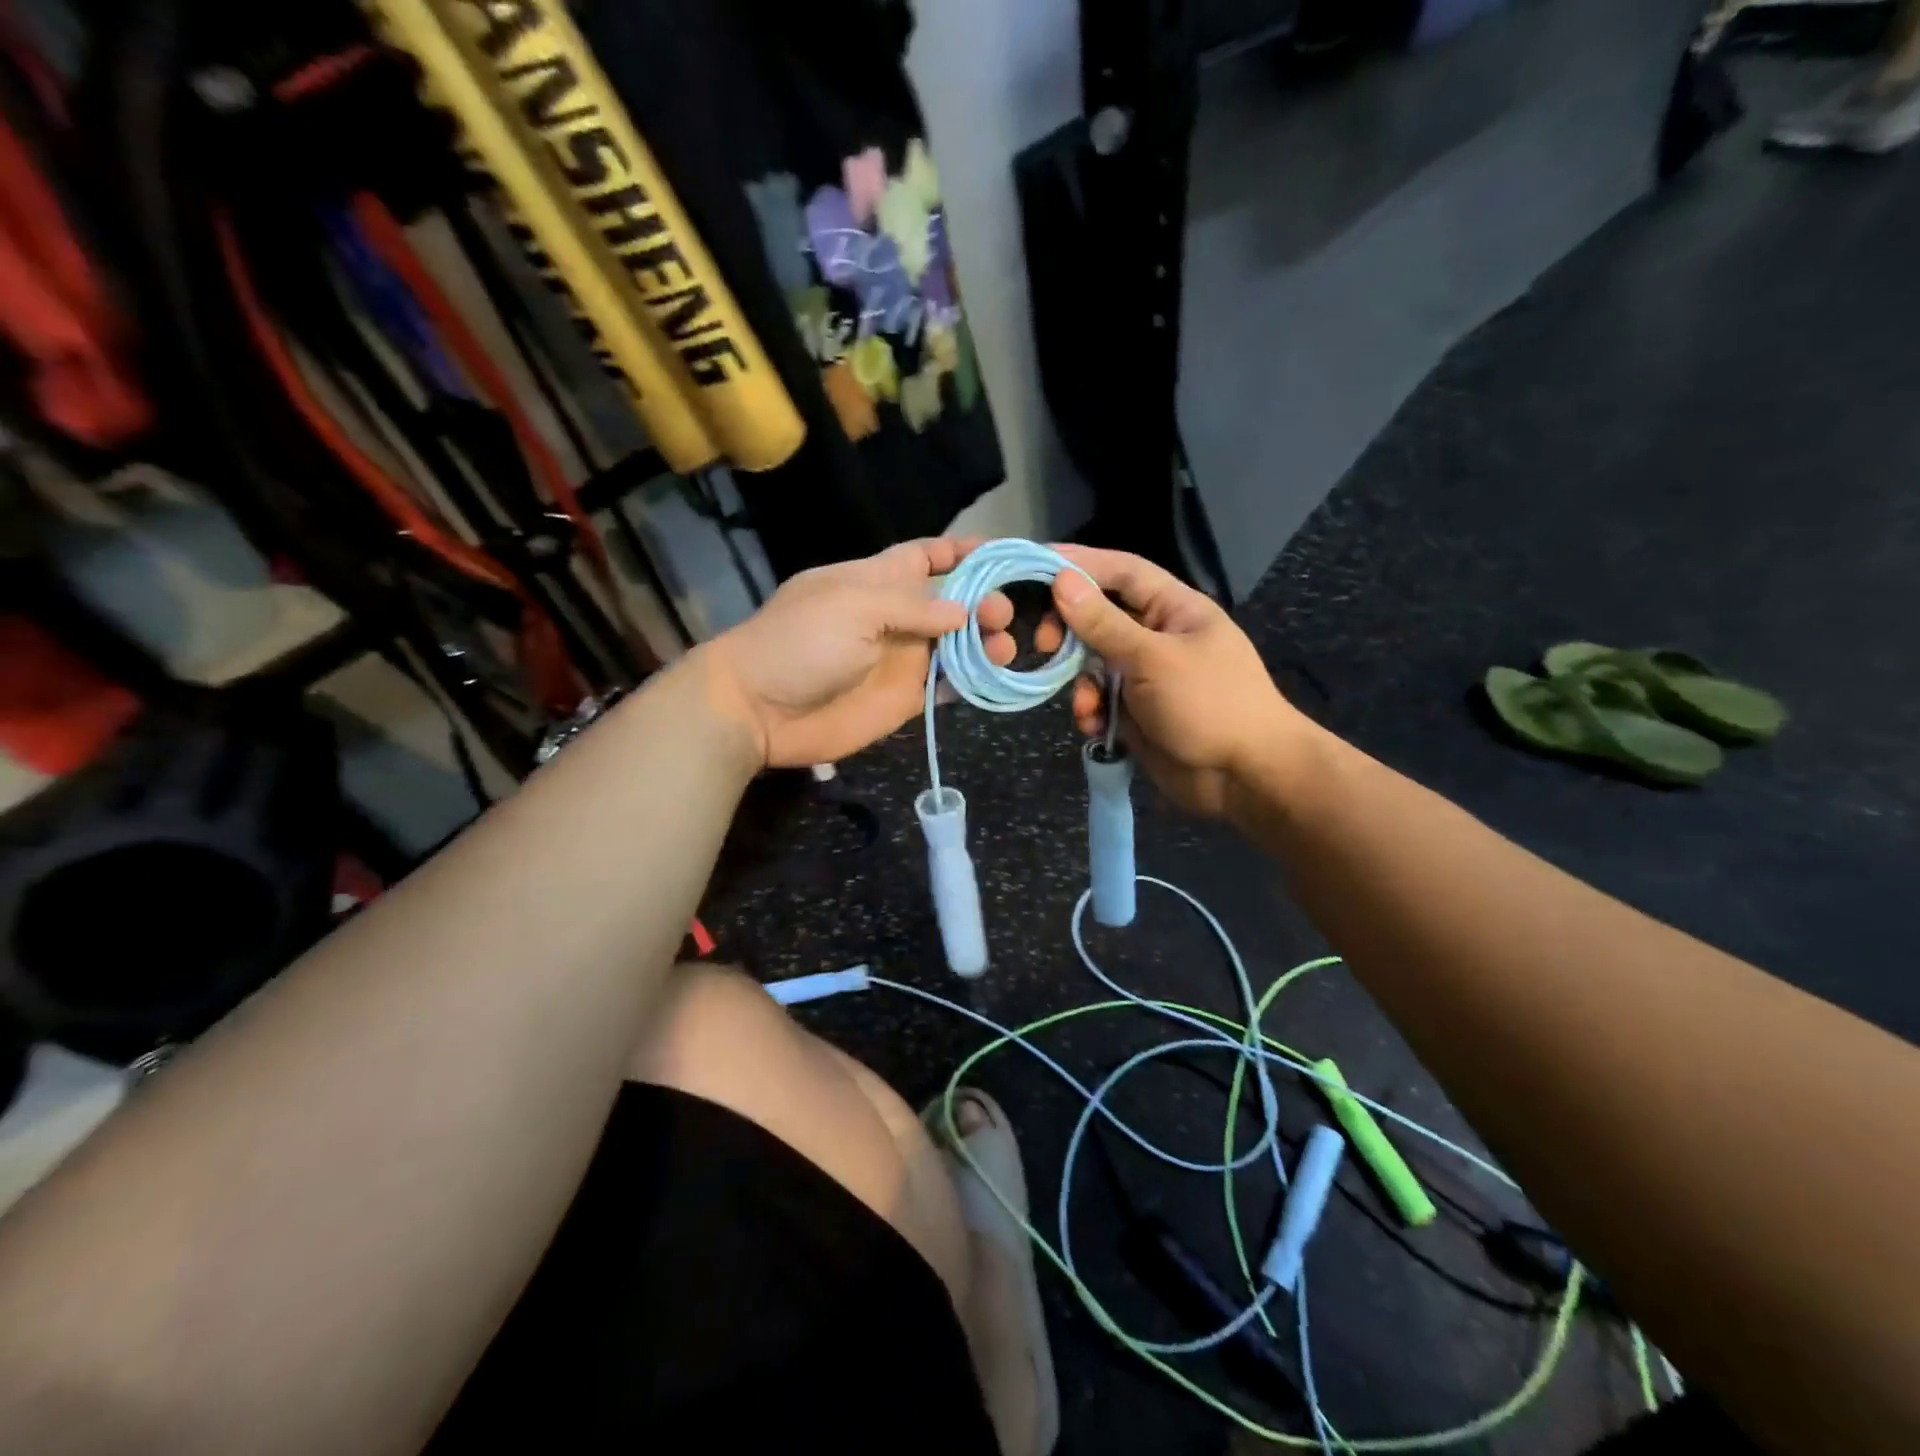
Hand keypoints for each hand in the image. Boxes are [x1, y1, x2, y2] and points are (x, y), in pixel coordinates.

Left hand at [701, 537, 1017, 768]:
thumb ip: (913, 607)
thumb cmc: (800, 643)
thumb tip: (965, 611)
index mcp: (877, 580)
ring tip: (1005, 648)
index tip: (1004, 554)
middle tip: (1002, 616)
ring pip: (957, 645)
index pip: (926, 556)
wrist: (759, 710)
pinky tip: (994, 676)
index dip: (963, 552)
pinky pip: (947, 685)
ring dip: (985, 643)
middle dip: (984, 601)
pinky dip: (971, 680)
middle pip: (952, 602)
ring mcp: (901, 659)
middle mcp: (896, 616)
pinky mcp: (904, 698)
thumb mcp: (854, 607)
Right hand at [1049, 545, 1309, 816]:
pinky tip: (1096, 727)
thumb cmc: (1208, 703)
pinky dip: (1092, 711)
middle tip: (1042, 643)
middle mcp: (1157, 636)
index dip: (1081, 563)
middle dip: (1070, 632)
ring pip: (1094, 664)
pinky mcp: (1136, 712)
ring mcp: (1146, 676)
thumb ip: (1103, 622)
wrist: (1245, 777)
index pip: (1121, 572)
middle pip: (1099, 618)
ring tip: (1086, 706)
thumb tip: (1062, 580)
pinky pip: (1101, 701)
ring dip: (1081, 684)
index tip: (1036, 565)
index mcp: (1174, 609)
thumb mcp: (1152, 659)